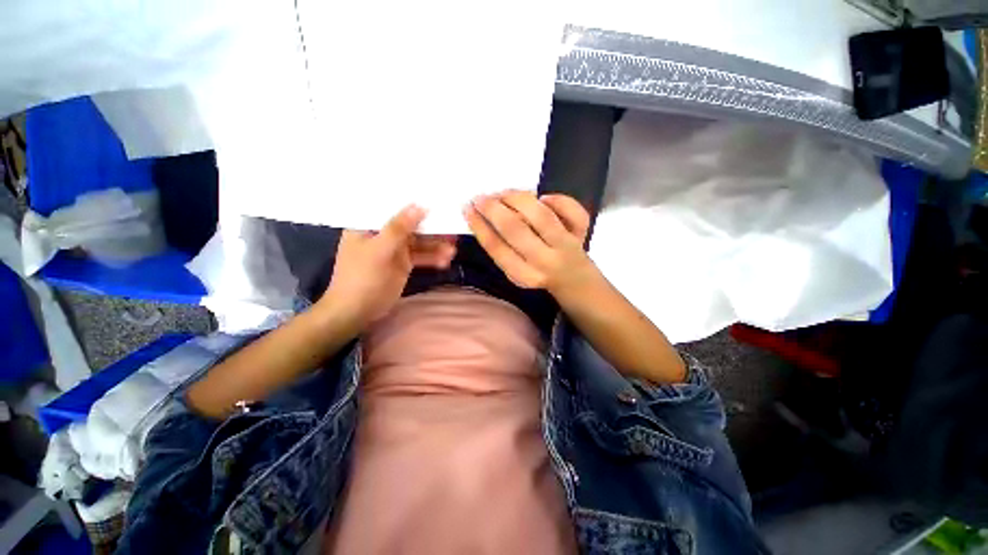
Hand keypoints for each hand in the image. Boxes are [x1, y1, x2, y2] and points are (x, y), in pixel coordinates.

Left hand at [323, 206, 455, 324]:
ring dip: (436, 245)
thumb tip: (419, 206)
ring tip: (454, 249)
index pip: (392, 207)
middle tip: (452, 225)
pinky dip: (433, 258)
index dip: (413, 202)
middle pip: (411, 225)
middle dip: (431, 227)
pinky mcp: (403, 264)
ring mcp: (394, 250)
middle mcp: (383, 234)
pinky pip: (421, 257)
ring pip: (419, 242)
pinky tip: (446, 260)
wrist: (357, 311)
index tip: (435, 198)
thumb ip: (398, 228)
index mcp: (369, 224)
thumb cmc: (361, 277)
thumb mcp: (379, 250)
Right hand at [464, 191, 595, 298]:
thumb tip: (482, 215)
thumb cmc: (537, 272)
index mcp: (524, 275)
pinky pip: (574, 213)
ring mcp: (566, 246)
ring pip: (542, 216)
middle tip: (481, 197)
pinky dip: (559, 200)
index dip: (479, 226)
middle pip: (516, 229)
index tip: (468, 209)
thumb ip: (502, 249)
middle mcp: (545, 262)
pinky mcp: (582, 234)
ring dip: (518, 198)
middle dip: (493, 209)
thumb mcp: (515, 270)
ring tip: (504, 193)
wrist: (573, 280)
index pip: (497, 248)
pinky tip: (544, 198)